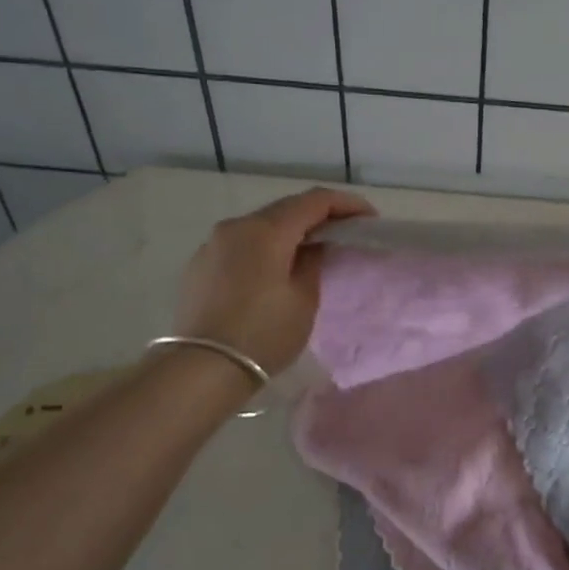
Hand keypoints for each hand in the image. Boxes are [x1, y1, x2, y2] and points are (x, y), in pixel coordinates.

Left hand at [172, 188, 374, 374]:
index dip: (346, 204)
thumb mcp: (304, 299)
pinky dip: (264, 246)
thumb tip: (313, 246)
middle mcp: (237, 226)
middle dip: (318, 215)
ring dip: (289, 230)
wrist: (201, 369)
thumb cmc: (263, 334)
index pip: (314, 200)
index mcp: (267, 230)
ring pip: (261, 225)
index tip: (368, 218)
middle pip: (285, 208)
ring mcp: (213, 243)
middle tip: (344, 231)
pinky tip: (274, 267)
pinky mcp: (200, 264)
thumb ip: (313, 261)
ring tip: (310, 249)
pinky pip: (240, 243)